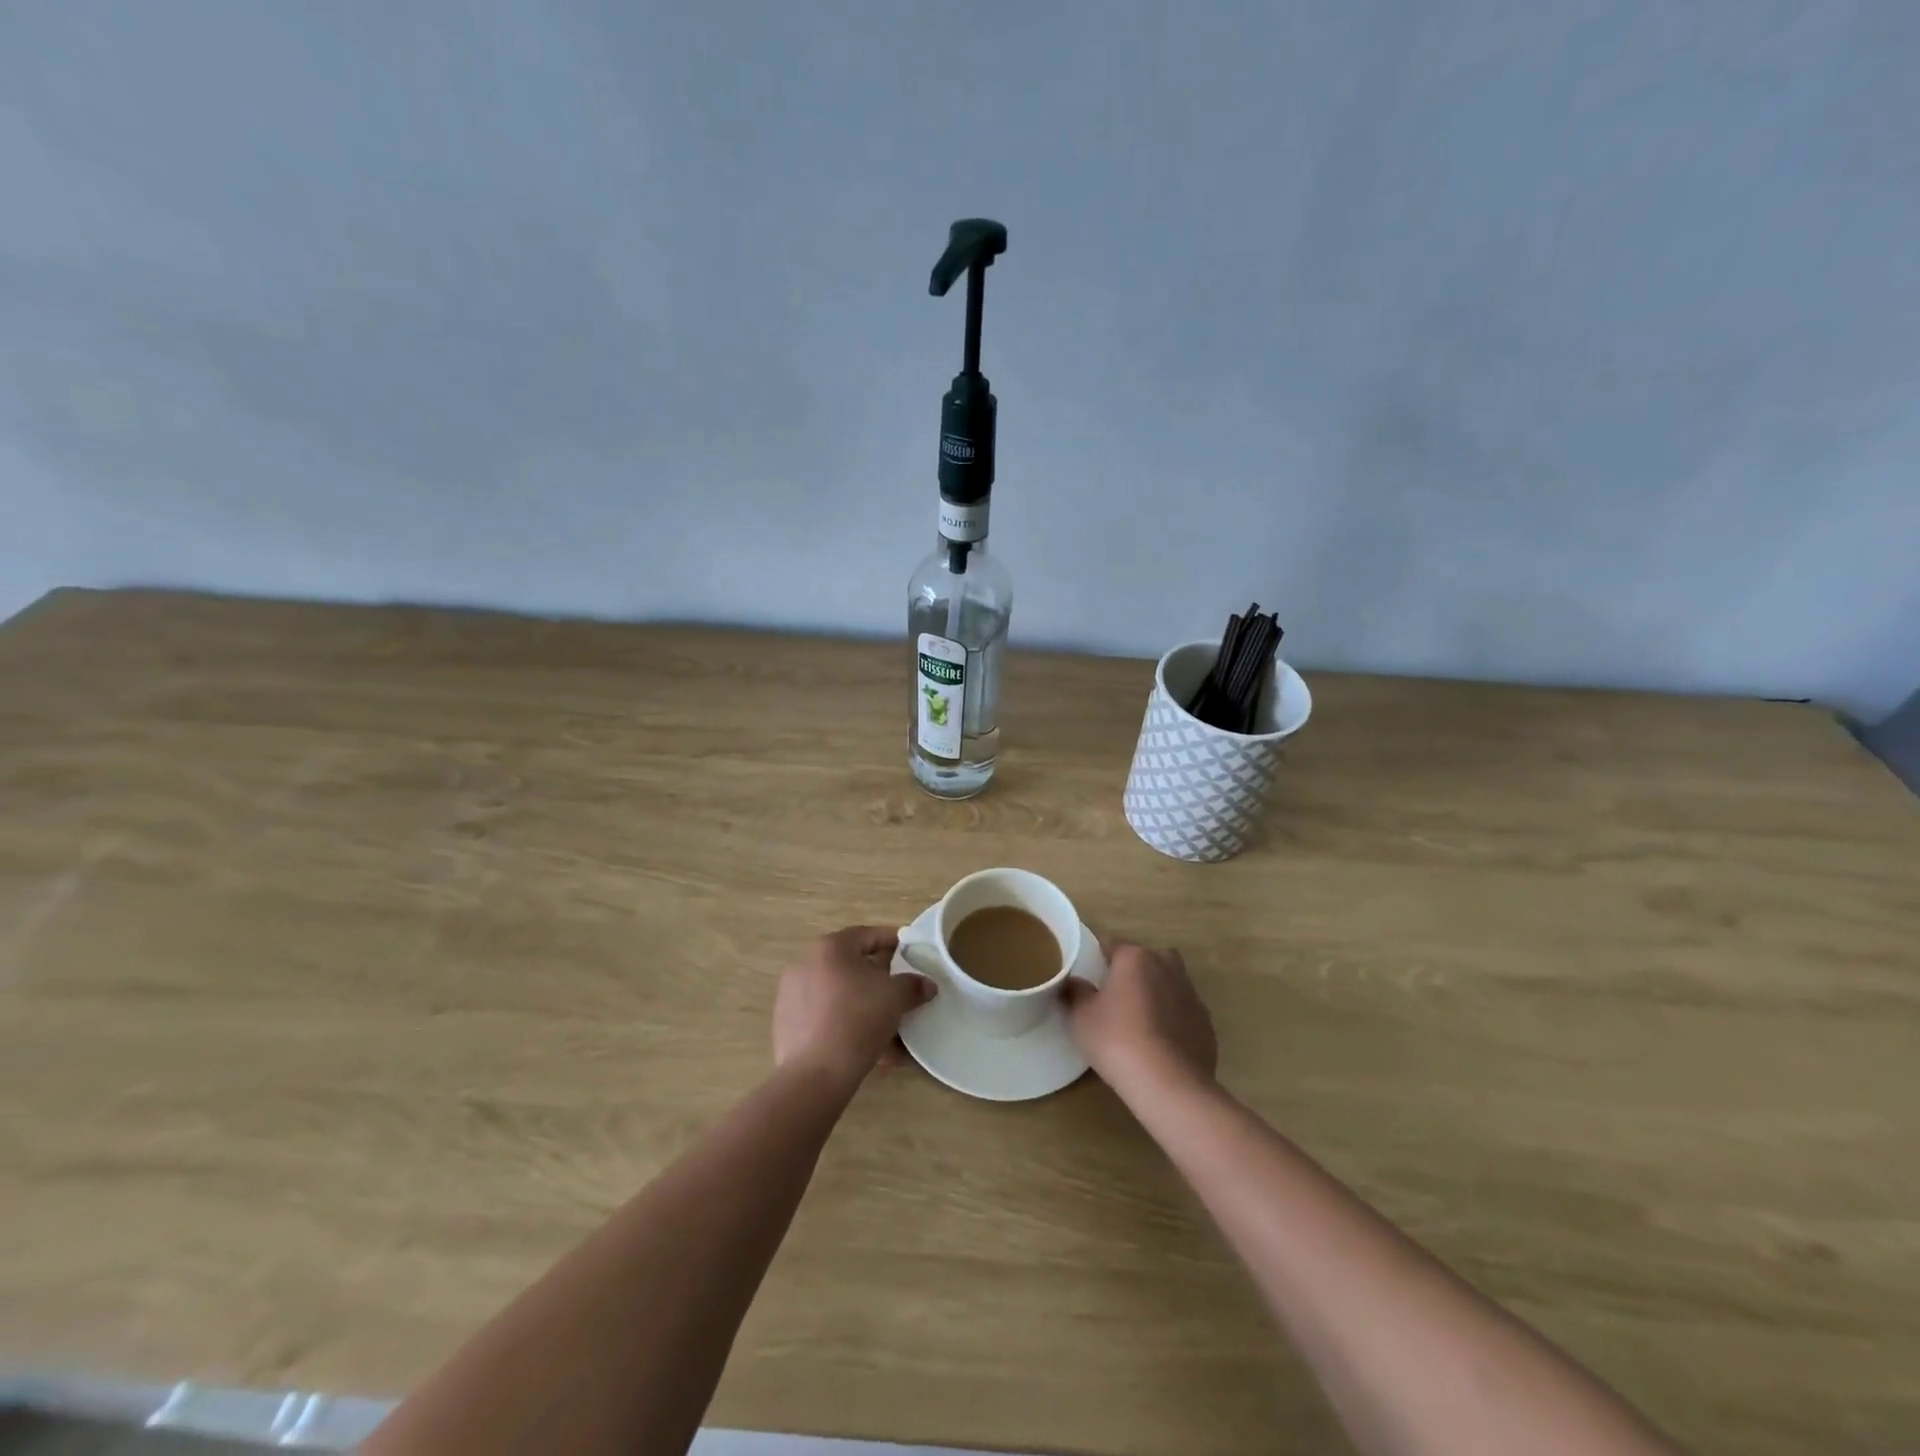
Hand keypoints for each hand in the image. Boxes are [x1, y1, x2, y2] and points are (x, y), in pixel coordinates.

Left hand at [773, 926, 934, 1090]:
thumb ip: (913, 985)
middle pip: (853, 966)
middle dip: (881, 980)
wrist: (813, 1075)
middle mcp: (806, 964)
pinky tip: (872, 1050)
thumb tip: (926, 985)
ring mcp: (792, 996)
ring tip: (892, 1030)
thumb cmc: (857, 1020)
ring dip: (867, 1008)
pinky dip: (849, 1026)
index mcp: (830, 947)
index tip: (912, 952)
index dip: (894, 941)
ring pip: (841, 996)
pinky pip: (827, 1018)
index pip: (868, 935)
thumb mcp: (895, 998)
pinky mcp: (788, 1026)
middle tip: (903, 992)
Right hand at [1064, 941, 1216, 1095]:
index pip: (1113, 944)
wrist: (1169, 1084)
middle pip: (1148, 958)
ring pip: (1170, 983)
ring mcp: (1191, 995)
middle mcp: (1167, 967)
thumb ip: (1076, 993)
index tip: (1090, 974)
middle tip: (1117, 994)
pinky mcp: (1206, 1023)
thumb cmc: (1117, 1040)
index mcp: (1135, 958)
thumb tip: (1074, 983)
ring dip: (1157, 993)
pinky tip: (1160, 1043)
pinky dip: (1173, 1019)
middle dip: (1135, 970)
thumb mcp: (1081, 1017)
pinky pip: (1184, 1011)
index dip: (1099, 956)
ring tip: (1140, 1020)